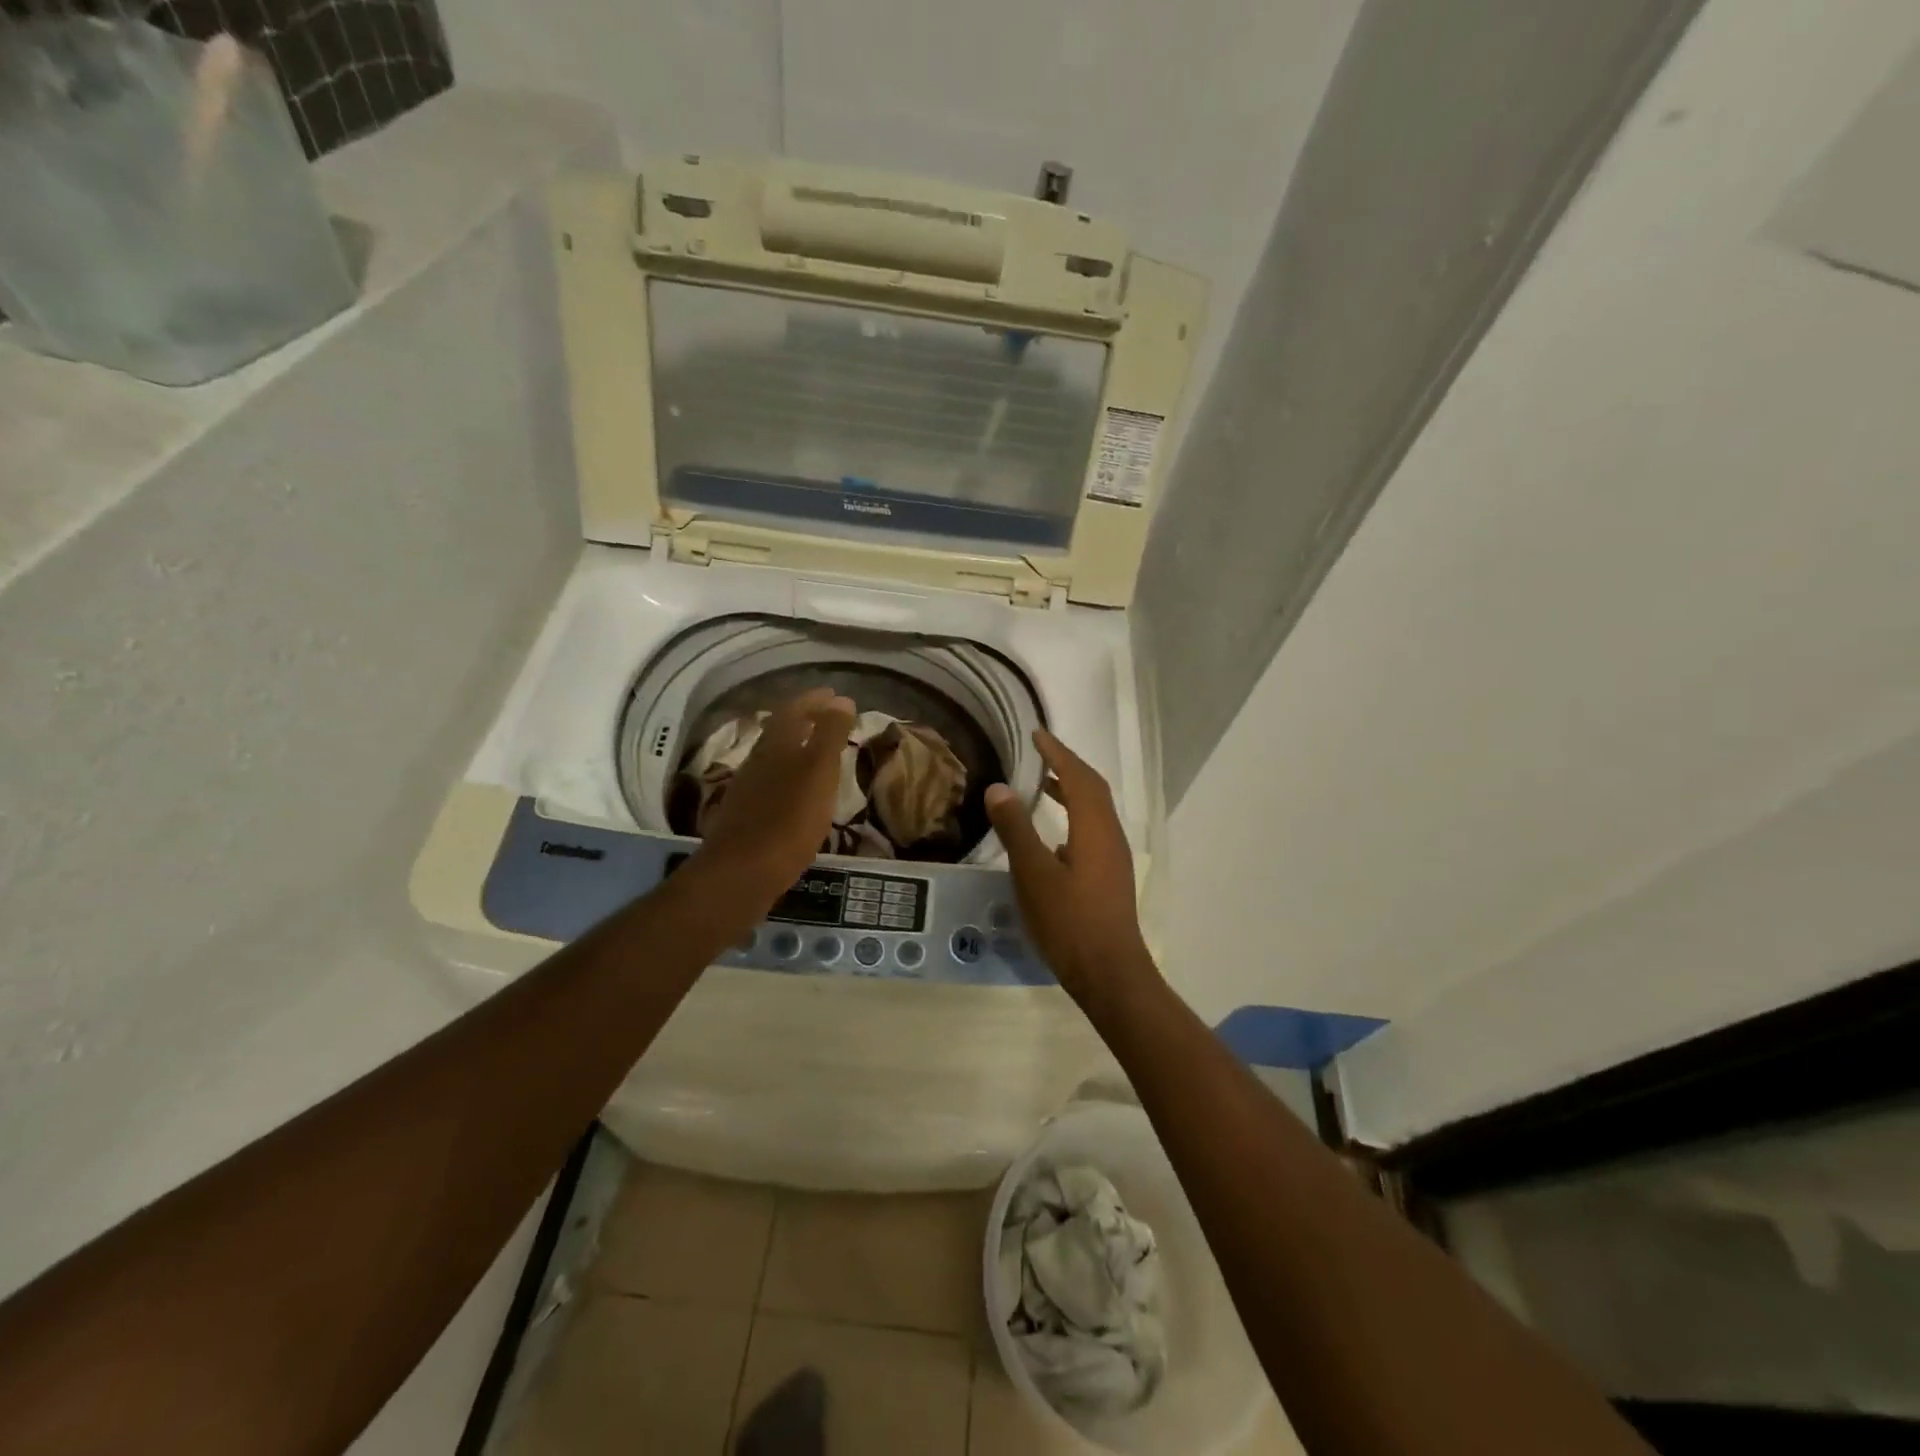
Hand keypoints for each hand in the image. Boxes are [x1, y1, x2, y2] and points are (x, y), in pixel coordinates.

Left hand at [696, 688, 855, 901]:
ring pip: (774, 758)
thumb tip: (841, 699)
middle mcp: (757, 761)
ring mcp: (748, 790)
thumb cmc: (788, 819)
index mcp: (776, 745)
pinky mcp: (746, 816)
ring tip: (818, 751)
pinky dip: (789, 777)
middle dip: (804, 720)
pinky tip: (798, 792)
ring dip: (795, 749)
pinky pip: (771, 784)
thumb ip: (830, 734)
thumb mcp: (819, 771)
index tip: (834, 695)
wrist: (742, 873)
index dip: (814, 700)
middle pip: (780, 732)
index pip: (794, 710)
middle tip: (828, 718)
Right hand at [984, 729, 1154, 1007]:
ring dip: (1070, 792)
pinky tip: (1052, 837)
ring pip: (1093, 812)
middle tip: (1038, 754)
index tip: (1037, 734)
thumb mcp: (1034, 873)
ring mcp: (1113, 858)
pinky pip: (1091, 832)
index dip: (1058, 753)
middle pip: (1091, 789)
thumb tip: (999, 788)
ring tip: (1041, 786)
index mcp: (1094, 828)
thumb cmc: (1069, 921)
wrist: (1109, 972)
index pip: (1078, 776)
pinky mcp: (1109, 877)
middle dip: (1066, 767)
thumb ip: (1016, 829)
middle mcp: (1109, 836)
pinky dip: (1072, 818)